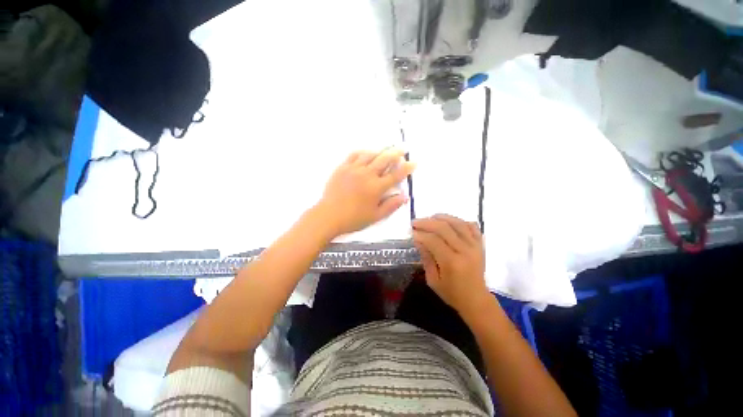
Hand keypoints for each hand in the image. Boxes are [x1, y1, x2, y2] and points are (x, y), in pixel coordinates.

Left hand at [317, 148, 414, 236]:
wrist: (329, 216)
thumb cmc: (353, 219)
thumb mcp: (376, 216)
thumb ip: (391, 206)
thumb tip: (405, 196)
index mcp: (376, 188)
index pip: (395, 175)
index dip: (406, 168)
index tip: (413, 162)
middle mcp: (367, 174)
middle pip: (384, 159)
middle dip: (396, 153)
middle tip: (402, 149)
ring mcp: (354, 169)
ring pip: (370, 154)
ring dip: (380, 151)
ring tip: (386, 150)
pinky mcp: (342, 167)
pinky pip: (354, 155)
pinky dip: (363, 152)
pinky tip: (366, 153)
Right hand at [412, 214, 489, 315]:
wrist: (476, 300)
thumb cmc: (452, 293)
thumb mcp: (433, 280)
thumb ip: (426, 258)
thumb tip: (418, 239)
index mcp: (452, 262)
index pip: (433, 240)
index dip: (420, 234)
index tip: (412, 232)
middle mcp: (465, 251)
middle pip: (444, 228)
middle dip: (427, 222)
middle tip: (416, 222)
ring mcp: (475, 246)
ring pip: (457, 223)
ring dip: (442, 217)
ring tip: (430, 217)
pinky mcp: (480, 245)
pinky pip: (471, 226)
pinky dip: (460, 221)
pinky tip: (449, 221)